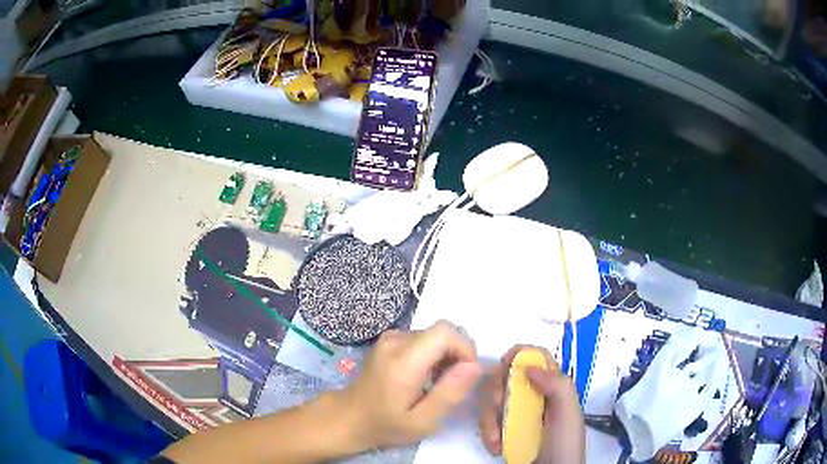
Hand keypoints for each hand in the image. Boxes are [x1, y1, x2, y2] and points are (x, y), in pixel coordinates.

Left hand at [342, 320, 481, 449]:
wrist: (349, 417)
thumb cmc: (386, 425)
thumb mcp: (423, 421)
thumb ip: (450, 393)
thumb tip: (475, 366)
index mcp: (403, 360)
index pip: (445, 331)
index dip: (464, 348)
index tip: (465, 375)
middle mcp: (395, 340)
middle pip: (442, 332)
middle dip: (456, 355)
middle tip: (449, 385)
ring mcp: (390, 338)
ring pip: (434, 335)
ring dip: (444, 356)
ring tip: (435, 384)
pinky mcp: (388, 340)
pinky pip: (422, 339)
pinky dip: (432, 354)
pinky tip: (423, 377)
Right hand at [478, 346, 584, 463]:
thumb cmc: (564, 444)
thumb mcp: (568, 415)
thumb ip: (557, 386)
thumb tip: (528, 365)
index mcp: (553, 387)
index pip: (536, 358)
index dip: (519, 355)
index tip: (504, 365)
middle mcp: (534, 396)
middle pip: (506, 378)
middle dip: (496, 393)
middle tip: (498, 408)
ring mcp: (518, 415)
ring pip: (493, 401)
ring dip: (488, 420)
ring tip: (495, 441)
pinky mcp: (506, 431)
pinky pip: (488, 423)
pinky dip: (487, 434)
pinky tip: (495, 447)